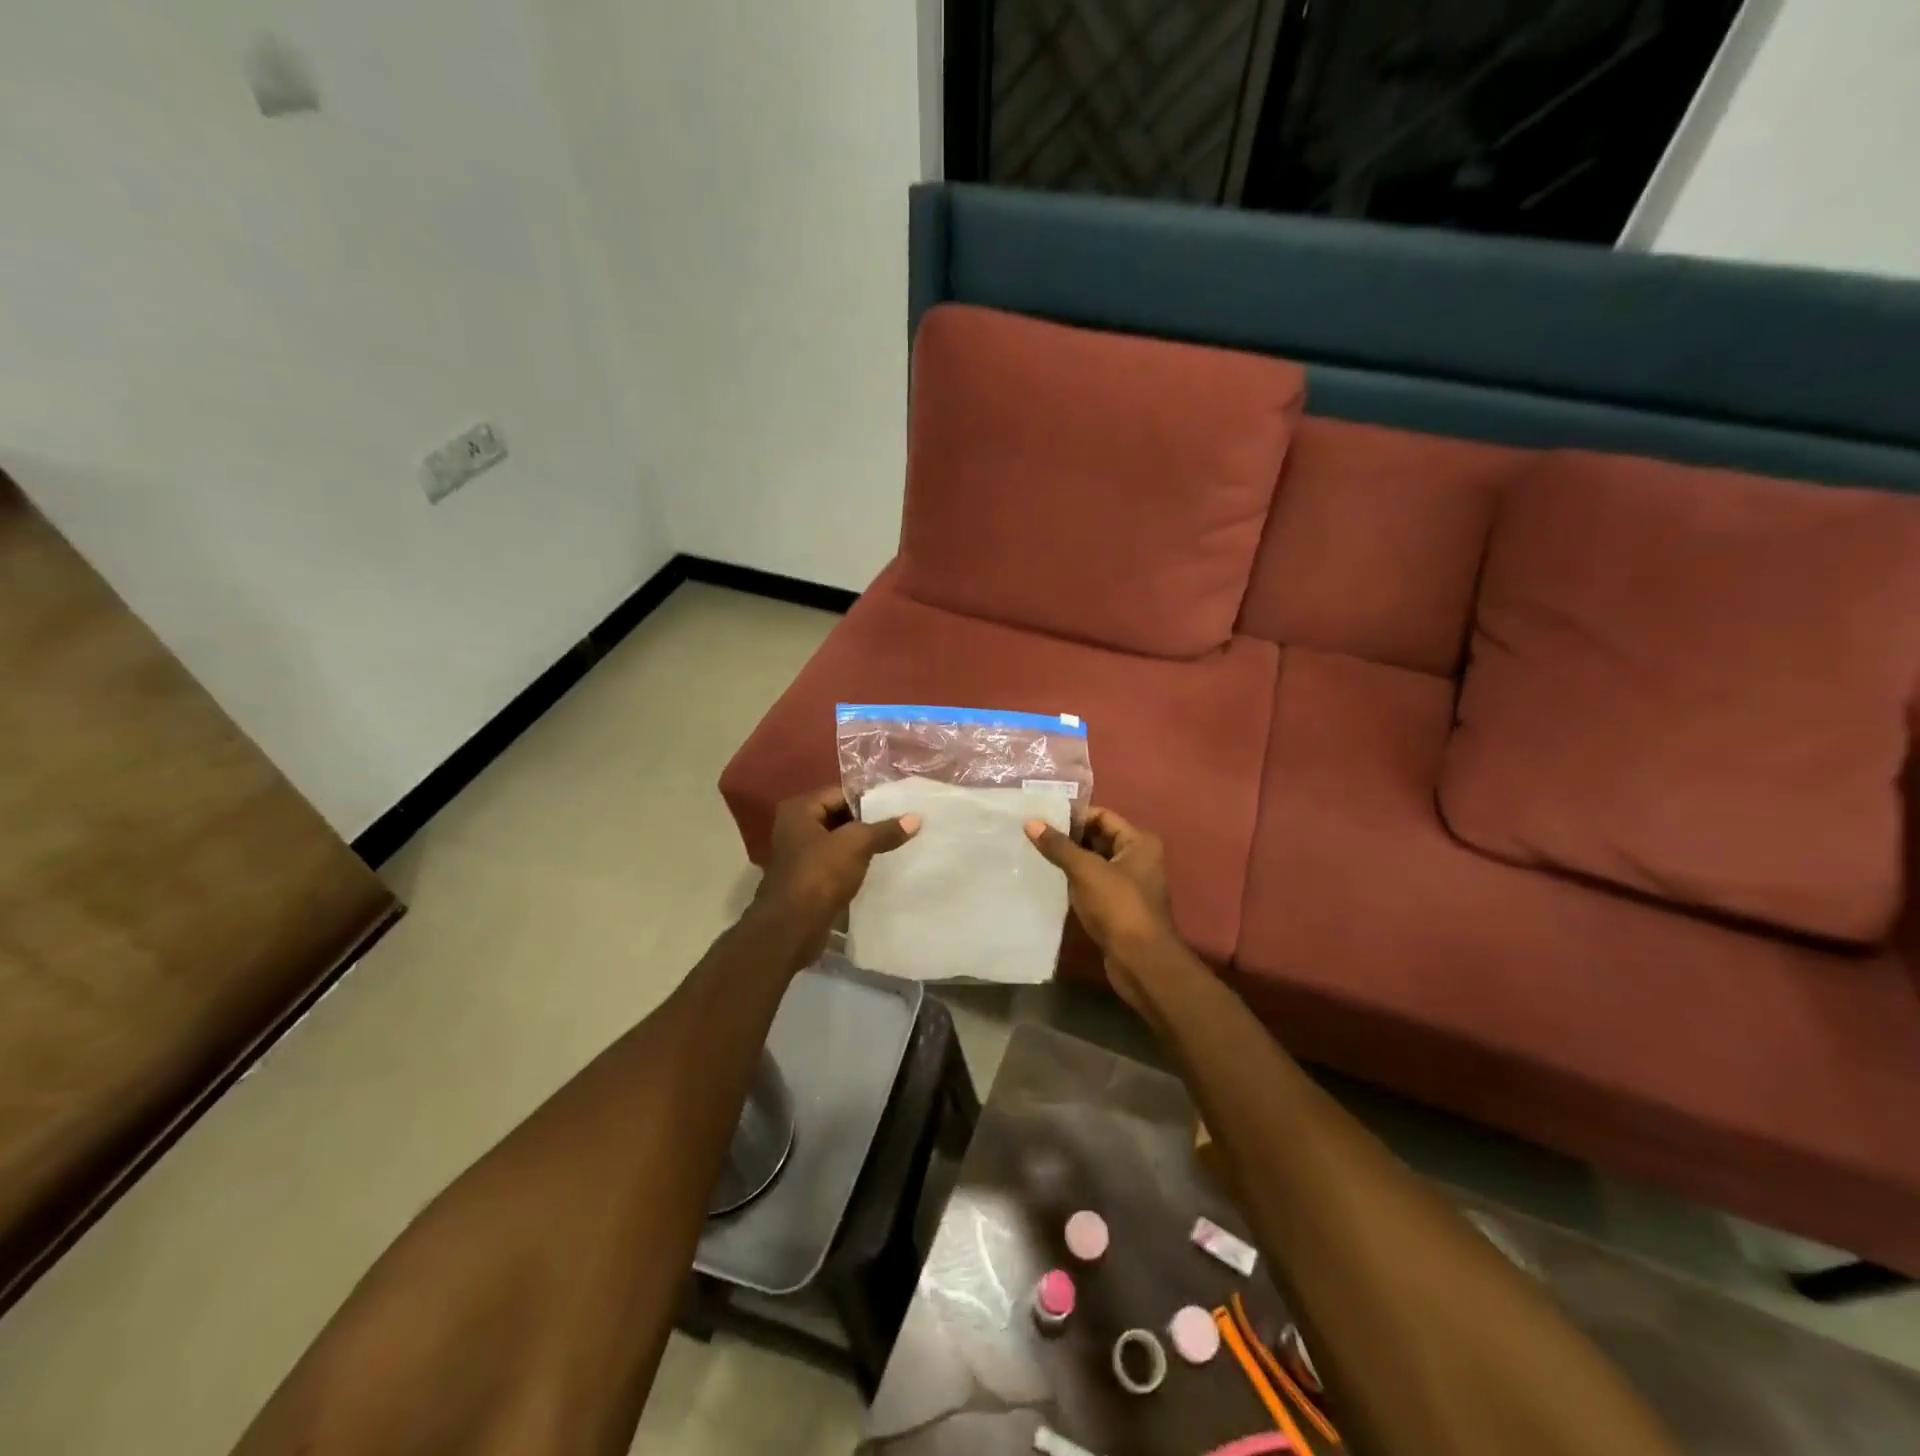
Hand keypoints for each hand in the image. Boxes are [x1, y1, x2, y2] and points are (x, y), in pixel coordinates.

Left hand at [752, 787, 919, 964]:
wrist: (792, 928)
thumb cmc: (820, 875)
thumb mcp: (856, 845)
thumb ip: (885, 830)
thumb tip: (916, 818)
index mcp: (800, 809)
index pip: (841, 793)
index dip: (870, 799)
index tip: (900, 806)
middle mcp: (796, 827)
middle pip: (840, 816)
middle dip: (869, 822)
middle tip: (902, 824)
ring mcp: (800, 854)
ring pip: (839, 841)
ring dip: (863, 845)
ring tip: (897, 844)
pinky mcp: (808, 878)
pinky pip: (837, 862)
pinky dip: (855, 863)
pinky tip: (879, 867)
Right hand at [1024, 806, 1184, 1010]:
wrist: (1140, 962)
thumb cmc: (1118, 907)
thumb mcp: (1086, 871)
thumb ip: (1058, 846)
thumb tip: (1031, 822)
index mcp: (1138, 842)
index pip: (1101, 816)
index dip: (1072, 816)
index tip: (1041, 819)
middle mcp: (1138, 858)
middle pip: (1097, 838)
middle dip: (1068, 838)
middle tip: (1033, 836)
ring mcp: (1129, 883)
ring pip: (1093, 862)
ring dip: (1069, 860)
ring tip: (1035, 854)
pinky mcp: (1118, 905)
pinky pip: (1093, 883)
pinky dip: (1074, 880)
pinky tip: (1050, 880)